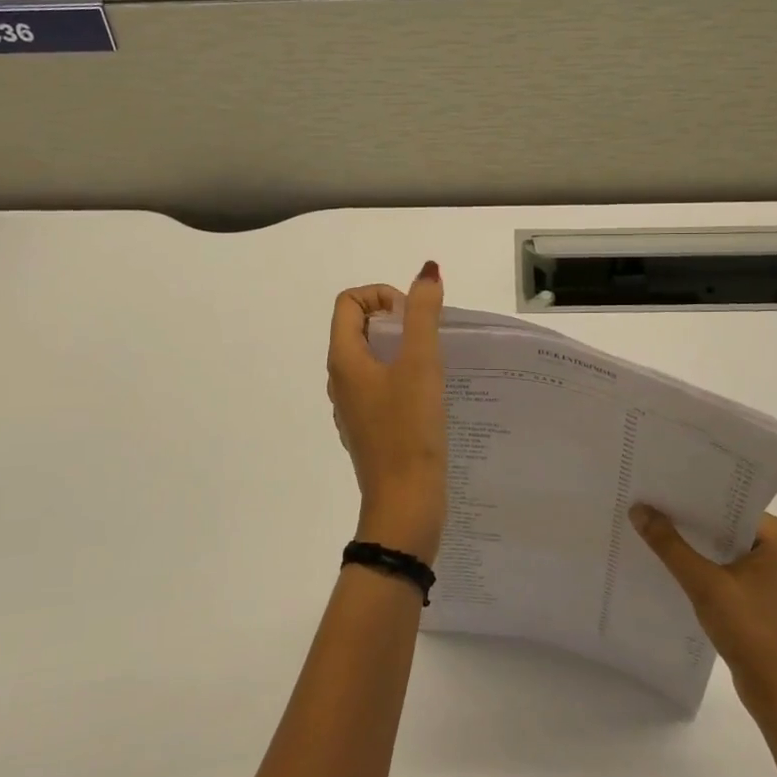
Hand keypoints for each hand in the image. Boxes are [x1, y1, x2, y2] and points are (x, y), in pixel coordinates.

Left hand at [327, 263, 446, 561]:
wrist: (405, 504)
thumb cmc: (409, 430)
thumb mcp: (420, 364)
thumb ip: (423, 315)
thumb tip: (426, 272)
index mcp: (343, 360)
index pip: (349, 302)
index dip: (381, 296)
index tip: (412, 318)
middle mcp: (340, 379)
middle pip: (359, 327)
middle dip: (396, 321)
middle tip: (429, 340)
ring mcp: (353, 406)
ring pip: (372, 358)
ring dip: (402, 349)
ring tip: (435, 365)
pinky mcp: (370, 427)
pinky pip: (381, 385)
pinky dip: (402, 377)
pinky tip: (430, 396)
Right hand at [630, 506, 776, 725]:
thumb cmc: (753, 633)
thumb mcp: (706, 585)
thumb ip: (670, 546)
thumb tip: (638, 509)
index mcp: (775, 535)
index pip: (728, 500)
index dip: (691, 492)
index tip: (656, 481)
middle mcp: (773, 547)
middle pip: (720, 522)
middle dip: (685, 516)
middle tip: (643, 499)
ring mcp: (764, 573)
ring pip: (717, 546)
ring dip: (688, 542)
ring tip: (646, 524)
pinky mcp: (753, 595)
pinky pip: (718, 567)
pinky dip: (695, 564)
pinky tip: (664, 560)